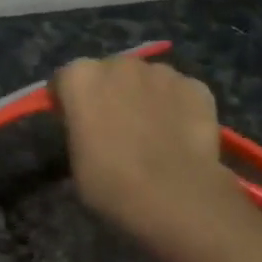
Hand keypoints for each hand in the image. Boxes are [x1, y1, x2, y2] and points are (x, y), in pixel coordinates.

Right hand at [52, 54, 259, 259]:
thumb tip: (92, 130)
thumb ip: (80, 131)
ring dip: (143, 96)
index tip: (74, 123)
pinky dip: (176, 106)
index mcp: (81, 78)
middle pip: (109, 72)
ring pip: (146, 79)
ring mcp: (162, 72)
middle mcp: (120, 65)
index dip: (69, 101)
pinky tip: (178, 135)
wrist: (172, 195)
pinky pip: (179, 92)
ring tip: (150, 132)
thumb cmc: (109, 183)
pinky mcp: (196, 86)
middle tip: (113, 127)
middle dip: (108, 92)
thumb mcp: (76, 160)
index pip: (65, 80)